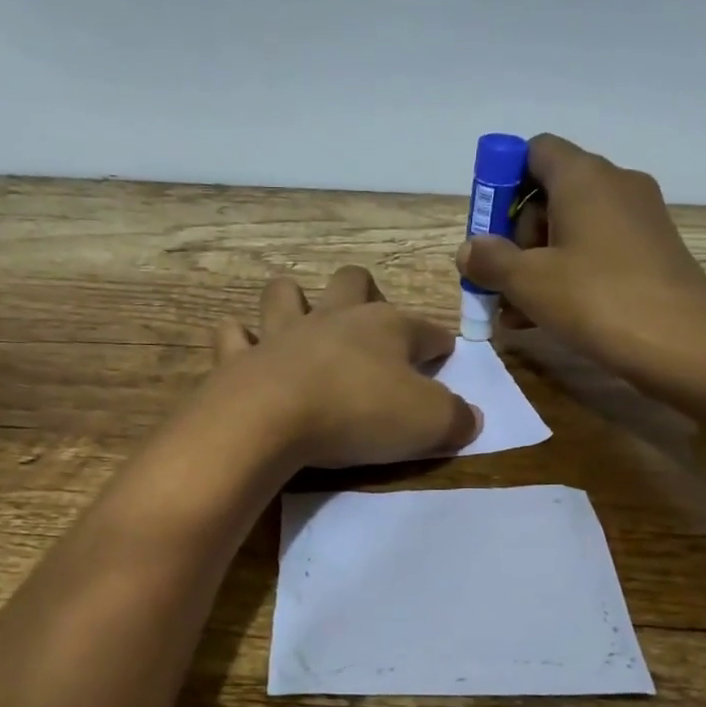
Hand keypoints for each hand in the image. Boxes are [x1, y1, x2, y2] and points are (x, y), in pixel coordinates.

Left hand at [209, 266, 481, 467]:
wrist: (271, 418)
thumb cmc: (358, 413)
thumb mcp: (427, 423)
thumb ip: (456, 419)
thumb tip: (471, 417)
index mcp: (386, 328)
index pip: (426, 329)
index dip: (439, 343)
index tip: (444, 358)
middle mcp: (334, 318)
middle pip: (352, 283)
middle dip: (364, 293)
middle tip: (370, 326)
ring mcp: (282, 333)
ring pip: (286, 293)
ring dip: (294, 301)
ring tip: (300, 321)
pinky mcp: (240, 358)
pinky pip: (234, 336)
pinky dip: (240, 341)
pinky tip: (247, 352)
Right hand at [456, 134, 705, 397]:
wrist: (681, 343)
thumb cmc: (596, 300)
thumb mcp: (528, 281)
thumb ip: (490, 260)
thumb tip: (469, 249)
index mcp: (583, 176)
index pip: (534, 151)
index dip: (503, 183)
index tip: (488, 229)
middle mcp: (615, 183)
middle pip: (550, 193)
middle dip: (517, 236)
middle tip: (501, 279)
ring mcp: (639, 217)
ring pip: (573, 227)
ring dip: (538, 262)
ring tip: (515, 310)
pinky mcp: (653, 250)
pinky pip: (597, 249)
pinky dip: (569, 272)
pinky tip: (547, 315)